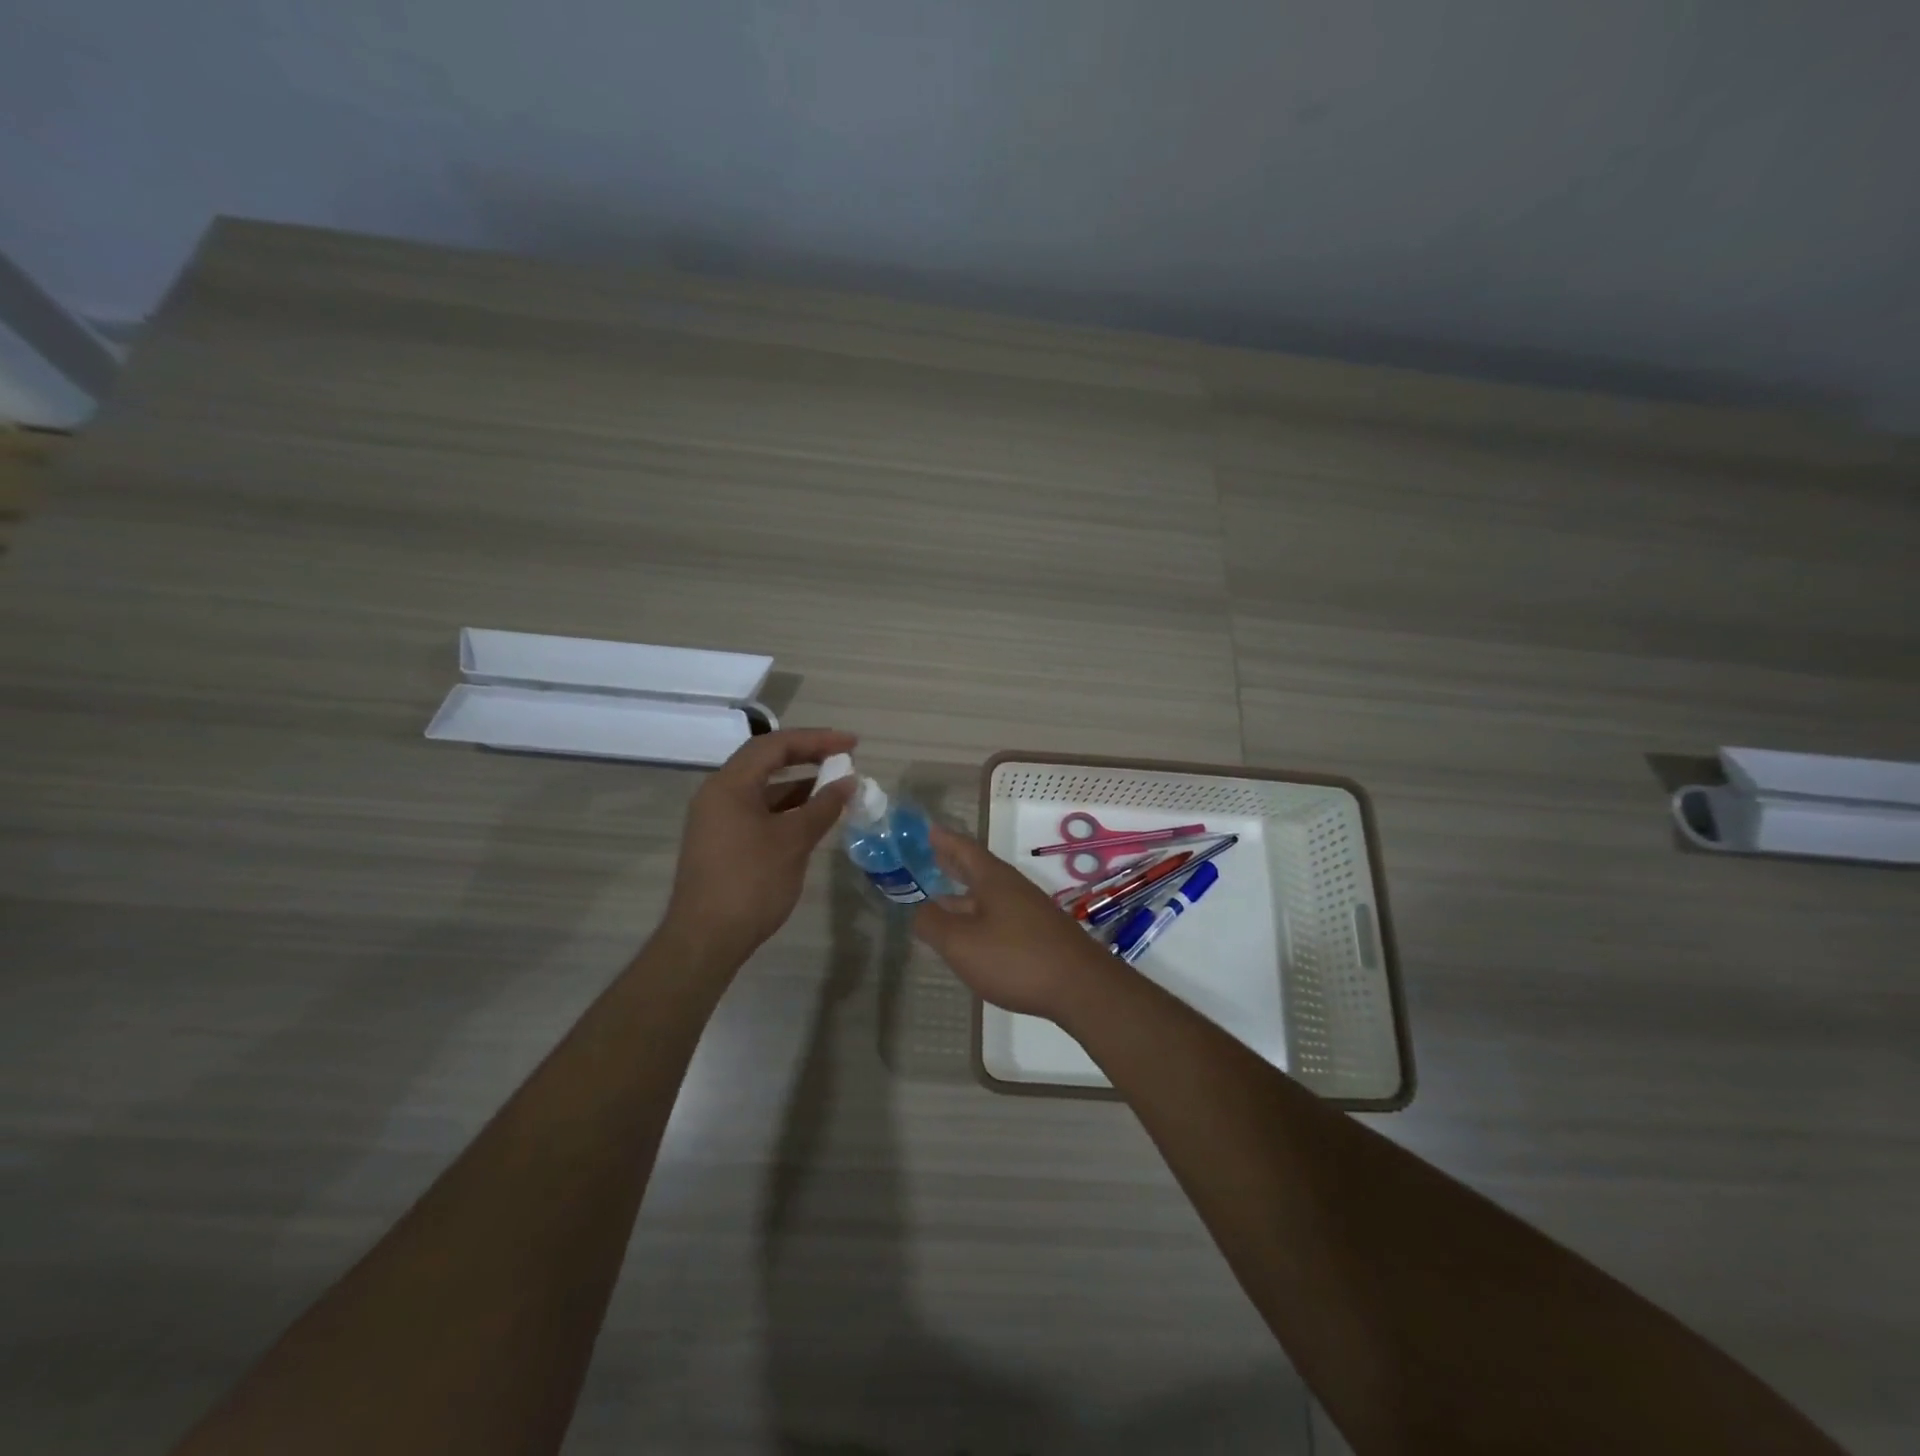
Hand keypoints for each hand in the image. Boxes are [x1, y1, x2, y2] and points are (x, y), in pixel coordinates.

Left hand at [663, 728, 856, 960]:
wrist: (705, 940)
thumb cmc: (750, 883)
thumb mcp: (793, 841)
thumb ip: (823, 806)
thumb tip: (848, 782)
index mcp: (729, 785)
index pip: (775, 745)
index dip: (816, 740)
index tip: (852, 744)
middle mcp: (718, 794)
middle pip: (766, 761)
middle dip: (807, 756)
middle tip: (845, 758)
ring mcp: (718, 820)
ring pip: (763, 789)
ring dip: (799, 784)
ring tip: (836, 786)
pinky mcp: (723, 842)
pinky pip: (758, 811)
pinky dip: (787, 808)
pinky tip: (812, 817)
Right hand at [911, 823, 1118, 1021]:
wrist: (1082, 987)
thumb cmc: (1016, 958)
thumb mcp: (961, 943)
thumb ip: (933, 924)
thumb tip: (919, 909)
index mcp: (993, 879)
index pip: (964, 848)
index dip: (943, 839)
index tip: (927, 829)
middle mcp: (1012, 888)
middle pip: (978, 869)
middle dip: (953, 863)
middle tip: (930, 856)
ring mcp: (1029, 911)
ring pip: (988, 895)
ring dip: (963, 894)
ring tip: (939, 899)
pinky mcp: (1039, 935)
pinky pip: (1000, 916)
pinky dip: (978, 916)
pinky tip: (971, 935)